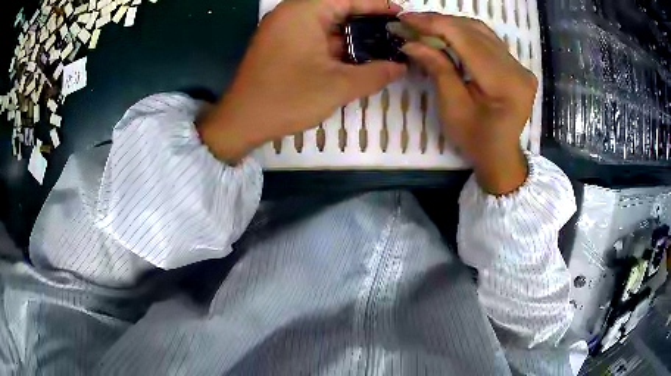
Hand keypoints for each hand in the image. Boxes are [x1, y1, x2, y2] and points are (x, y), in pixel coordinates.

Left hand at [199, 0, 406, 162]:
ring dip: (353, 32)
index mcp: (302, 12)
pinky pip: (315, 35)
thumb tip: (401, 67)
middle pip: (337, 7)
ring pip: (326, 22)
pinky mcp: (281, 44)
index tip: (401, 15)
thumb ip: (375, 74)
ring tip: (382, 44)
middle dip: (367, 18)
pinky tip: (357, 55)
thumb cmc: (287, 99)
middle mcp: (291, 13)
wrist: (241, 122)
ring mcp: (284, 29)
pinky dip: (336, 42)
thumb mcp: (337, 86)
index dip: (377, 4)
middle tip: (394, 32)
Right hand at [400, 13, 536, 194]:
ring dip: (451, 25)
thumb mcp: (453, 108)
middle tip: (410, 23)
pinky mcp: (516, 65)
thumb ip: (437, 69)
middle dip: (439, 22)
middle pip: (475, 31)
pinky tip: (447, 34)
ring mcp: (520, 66)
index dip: (434, 24)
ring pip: (481, 31)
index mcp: (505, 83)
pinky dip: (464, 33)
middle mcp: (518, 69)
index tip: (405, 19)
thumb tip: (411, 42)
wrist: (501, 155)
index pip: (467, 39)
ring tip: (425, 27)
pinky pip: (488, 40)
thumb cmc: (476, 139)